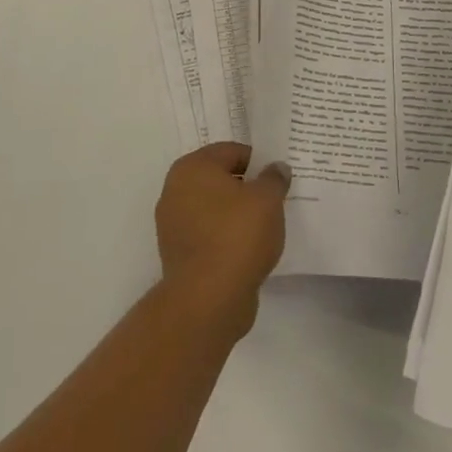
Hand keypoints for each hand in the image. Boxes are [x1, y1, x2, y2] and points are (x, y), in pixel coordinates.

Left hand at [155, 143, 288, 338]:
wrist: (208, 299)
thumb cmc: (237, 236)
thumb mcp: (267, 199)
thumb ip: (274, 178)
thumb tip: (276, 168)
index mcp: (192, 168)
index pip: (231, 152)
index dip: (258, 161)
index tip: (278, 178)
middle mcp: (175, 190)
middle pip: (220, 179)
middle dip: (247, 188)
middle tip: (275, 200)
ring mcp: (173, 224)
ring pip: (214, 209)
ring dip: (237, 214)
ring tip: (266, 226)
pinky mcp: (178, 254)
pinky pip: (209, 234)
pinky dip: (227, 237)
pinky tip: (249, 249)